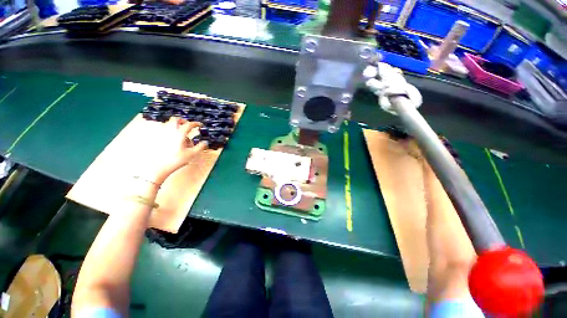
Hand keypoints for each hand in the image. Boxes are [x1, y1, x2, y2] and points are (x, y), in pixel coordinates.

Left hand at [141, 117, 206, 184]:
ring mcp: (162, 134)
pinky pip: (164, 131)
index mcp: (179, 134)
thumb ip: (200, 147)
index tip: (199, 125)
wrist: (159, 166)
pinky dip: (170, 132)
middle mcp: (170, 131)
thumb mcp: (192, 154)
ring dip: (176, 126)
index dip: (195, 123)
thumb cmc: (177, 160)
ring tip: (181, 134)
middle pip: (175, 120)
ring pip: (169, 125)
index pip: (188, 125)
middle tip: (187, 124)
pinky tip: (173, 140)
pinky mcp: (157, 139)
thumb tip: (205, 142)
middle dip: (183, 120)